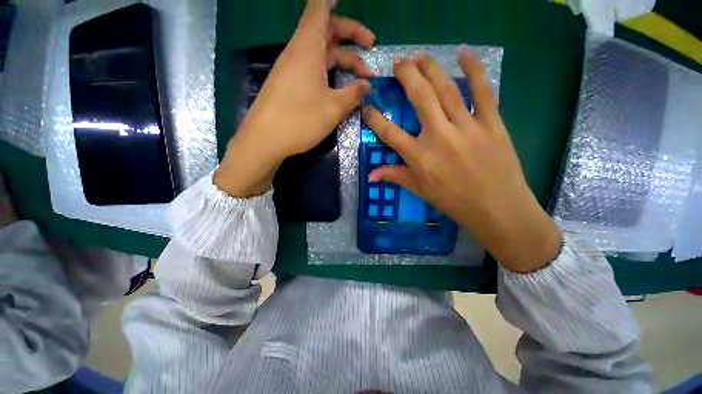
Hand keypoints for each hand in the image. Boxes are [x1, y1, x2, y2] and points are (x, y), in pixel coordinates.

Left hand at [215, 0, 373, 196]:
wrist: (264, 140)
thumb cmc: (299, 120)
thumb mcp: (333, 108)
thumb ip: (353, 94)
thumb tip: (366, 86)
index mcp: (307, 48)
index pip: (318, 9)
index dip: (330, 0)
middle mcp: (299, 53)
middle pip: (326, 32)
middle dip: (350, 35)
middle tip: (371, 46)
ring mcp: (292, 70)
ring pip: (322, 54)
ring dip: (344, 61)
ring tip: (363, 79)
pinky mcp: (290, 85)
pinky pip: (314, 70)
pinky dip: (331, 74)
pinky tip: (341, 89)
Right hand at [362, 52, 561, 272]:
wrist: (497, 208)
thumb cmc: (453, 202)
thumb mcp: (420, 190)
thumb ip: (395, 177)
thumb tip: (370, 176)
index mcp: (420, 157)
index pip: (390, 133)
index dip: (375, 118)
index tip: (367, 106)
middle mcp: (439, 136)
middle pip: (420, 98)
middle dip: (407, 76)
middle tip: (399, 63)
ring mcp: (467, 126)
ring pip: (446, 89)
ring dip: (431, 69)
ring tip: (420, 57)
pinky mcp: (492, 123)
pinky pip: (483, 91)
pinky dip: (474, 69)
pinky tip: (463, 54)